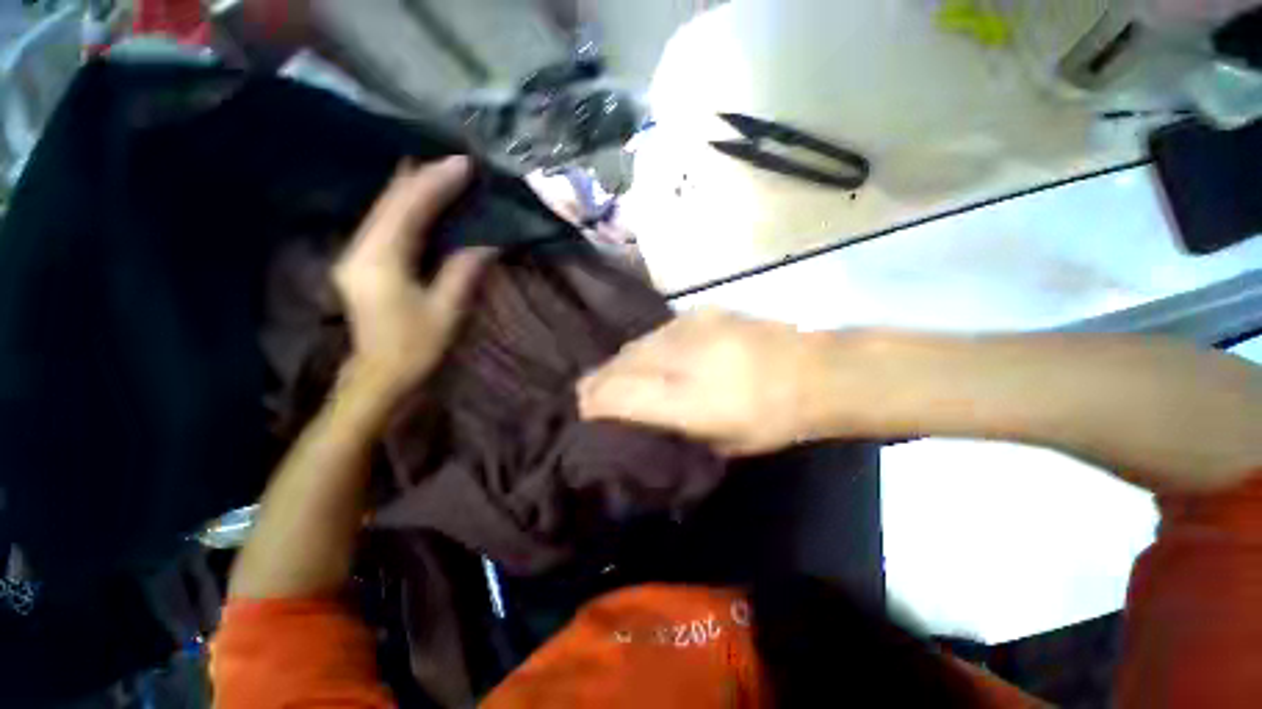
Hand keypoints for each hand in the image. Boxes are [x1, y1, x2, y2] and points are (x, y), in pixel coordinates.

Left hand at [332, 156, 494, 399]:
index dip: (436, 183)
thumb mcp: (446, 310)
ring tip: (441, 172)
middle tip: (454, 162)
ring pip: (383, 209)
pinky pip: (383, 223)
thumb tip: (486, 243)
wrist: (378, 376)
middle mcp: (360, 249)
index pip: (408, 209)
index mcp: (380, 261)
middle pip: (390, 201)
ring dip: (412, 188)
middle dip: (422, 177)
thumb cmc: (414, 347)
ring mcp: (356, 254)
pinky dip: (404, 207)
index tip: (463, 164)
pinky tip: (417, 198)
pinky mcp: (361, 262)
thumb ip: (463, 271)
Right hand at [577, 309, 835, 455]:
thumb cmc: (770, 421)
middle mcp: (679, 355)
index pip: (616, 393)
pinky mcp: (700, 312)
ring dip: (622, 362)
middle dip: (599, 379)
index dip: (592, 400)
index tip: (580, 409)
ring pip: (636, 345)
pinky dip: (647, 348)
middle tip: (590, 393)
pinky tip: (654, 358)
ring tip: (617, 375)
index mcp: (684, 398)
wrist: (815, 371)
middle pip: (620, 363)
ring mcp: (689, 327)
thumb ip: (672, 430)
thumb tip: (635, 422)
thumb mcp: (718, 444)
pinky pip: (658, 333)